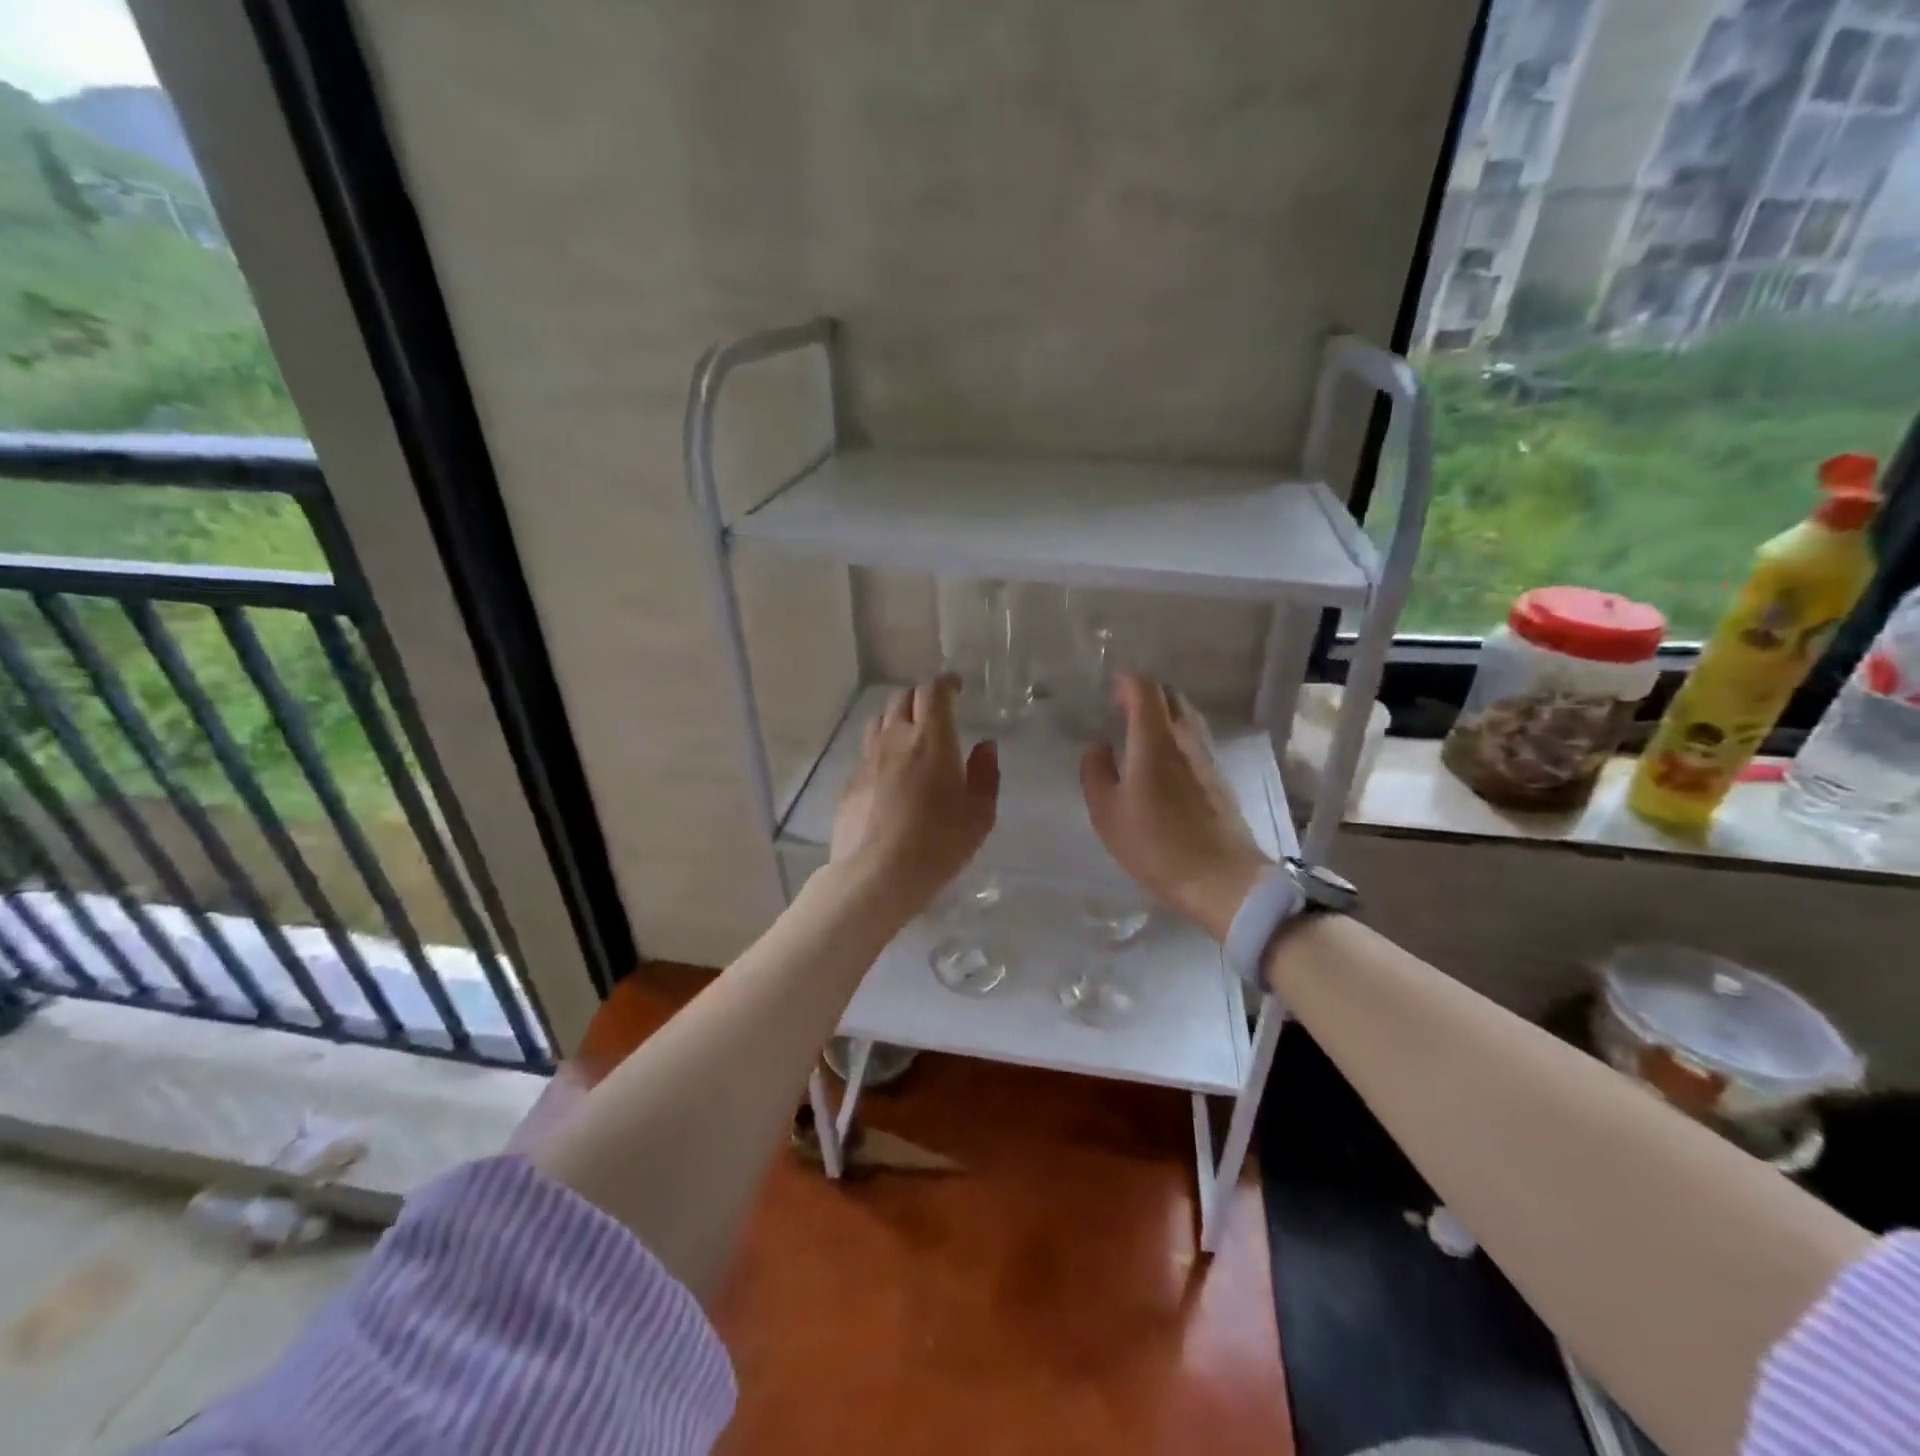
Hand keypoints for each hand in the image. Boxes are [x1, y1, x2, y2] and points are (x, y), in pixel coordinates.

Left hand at [831, 675, 999, 917]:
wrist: (877, 875)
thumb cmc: (938, 843)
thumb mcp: (979, 815)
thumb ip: (985, 775)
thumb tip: (985, 746)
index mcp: (932, 739)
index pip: (933, 692)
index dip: (945, 683)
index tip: (955, 686)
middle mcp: (896, 739)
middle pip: (903, 699)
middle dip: (921, 697)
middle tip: (936, 710)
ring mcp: (868, 759)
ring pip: (879, 720)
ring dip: (897, 718)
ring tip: (910, 734)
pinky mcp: (851, 782)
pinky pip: (867, 751)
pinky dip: (881, 748)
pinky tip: (890, 771)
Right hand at [1081, 675, 1272, 941]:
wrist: (1221, 880)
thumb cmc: (1155, 845)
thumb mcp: (1107, 813)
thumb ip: (1096, 771)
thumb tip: (1098, 745)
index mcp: (1154, 740)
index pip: (1145, 690)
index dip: (1127, 681)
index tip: (1111, 686)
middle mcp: (1185, 740)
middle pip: (1171, 697)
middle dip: (1146, 693)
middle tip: (1122, 705)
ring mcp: (1207, 759)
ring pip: (1187, 718)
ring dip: (1164, 713)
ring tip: (1140, 729)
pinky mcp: (1219, 780)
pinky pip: (1194, 741)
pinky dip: (1176, 736)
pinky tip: (1163, 759)